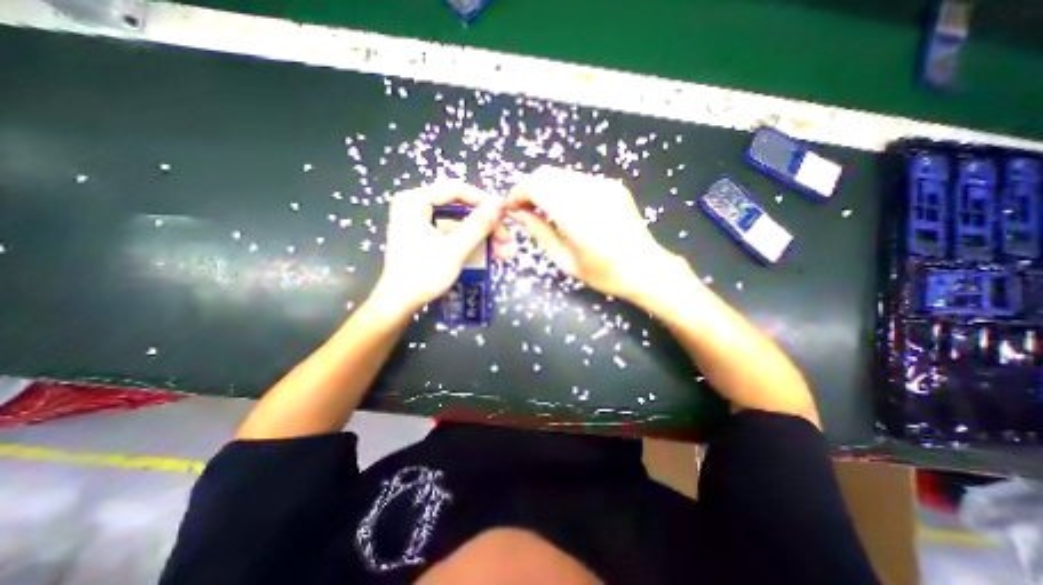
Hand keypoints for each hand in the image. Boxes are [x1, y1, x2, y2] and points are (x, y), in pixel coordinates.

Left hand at [371, 184, 511, 318]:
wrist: (400, 303)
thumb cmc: (423, 274)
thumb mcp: (454, 249)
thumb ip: (478, 225)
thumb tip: (500, 204)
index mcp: (414, 201)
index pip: (455, 189)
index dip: (483, 200)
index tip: (504, 214)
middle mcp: (417, 207)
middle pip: (460, 208)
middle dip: (487, 225)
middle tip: (506, 239)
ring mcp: (422, 224)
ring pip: (461, 224)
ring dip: (484, 237)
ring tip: (505, 251)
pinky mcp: (428, 239)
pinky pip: (455, 235)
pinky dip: (473, 244)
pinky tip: (493, 255)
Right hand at [506, 166, 677, 298]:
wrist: (645, 268)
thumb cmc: (603, 273)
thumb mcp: (565, 260)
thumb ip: (539, 233)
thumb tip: (518, 213)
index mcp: (578, 216)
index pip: (538, 186)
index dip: (519, 192)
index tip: (512, 207)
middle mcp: (591, 193)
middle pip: (547, 174)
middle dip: (529, 188)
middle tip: (525, 210)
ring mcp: (605, 185)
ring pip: (561, 175)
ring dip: (546, 189)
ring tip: (544, 211)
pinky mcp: (612, 185)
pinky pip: (577, 180)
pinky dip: (563, 189)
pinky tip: (566, 209)